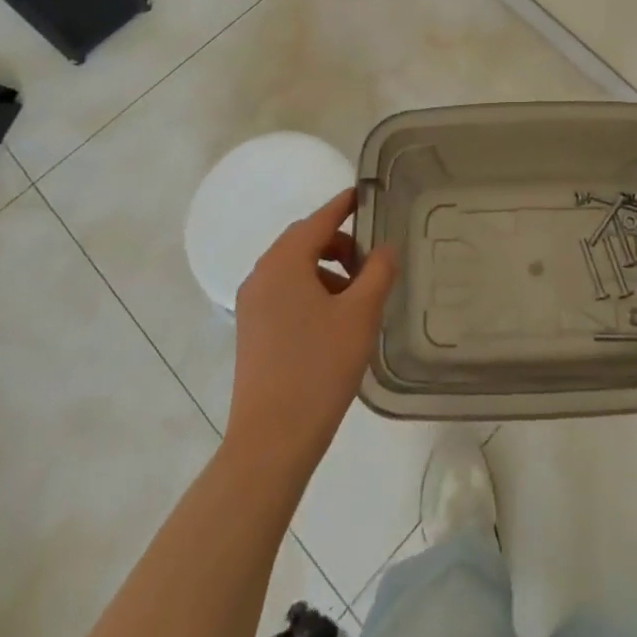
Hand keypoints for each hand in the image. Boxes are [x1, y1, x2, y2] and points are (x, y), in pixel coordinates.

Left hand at [230, 189, 397, 476]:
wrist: (271, 440)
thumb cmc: (319, 368)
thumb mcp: (360, 315)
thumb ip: (377, 272)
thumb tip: (384, 248)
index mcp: (284, 263)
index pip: (319, 219)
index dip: (344, 205)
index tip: (365, 195)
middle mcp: (262, 275)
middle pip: (303, 241)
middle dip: (337, 242)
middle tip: (370, 259)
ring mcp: (252, 305)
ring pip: (294, 268)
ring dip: (325, 269)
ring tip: (357, 296)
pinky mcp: (252, 330)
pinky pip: (284, 291)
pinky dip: (311, 290)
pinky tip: (334, 320)